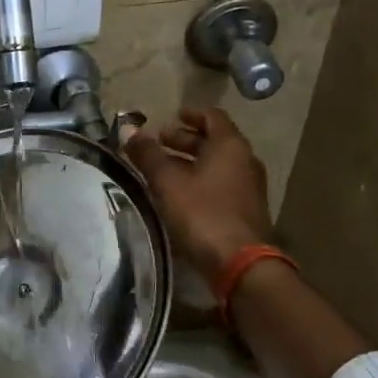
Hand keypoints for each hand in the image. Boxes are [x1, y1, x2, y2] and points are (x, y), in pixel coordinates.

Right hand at [124, 107, 275, 279]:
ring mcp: (249, 187)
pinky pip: (221, 185)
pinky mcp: (246, 210)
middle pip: (214, 141)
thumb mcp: (167, 181)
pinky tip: (179, 195)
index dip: (190, 114)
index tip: (170, 116)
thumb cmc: (202, 213)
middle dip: (185, 140)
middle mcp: (244, 160)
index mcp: (230, 145)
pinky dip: (200, 181)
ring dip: (191, 162)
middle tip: (158, 143)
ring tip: (162, 170)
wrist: (240, 263)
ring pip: (217, 165)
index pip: (212, 116)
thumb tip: (128, 128)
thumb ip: (147, 154)